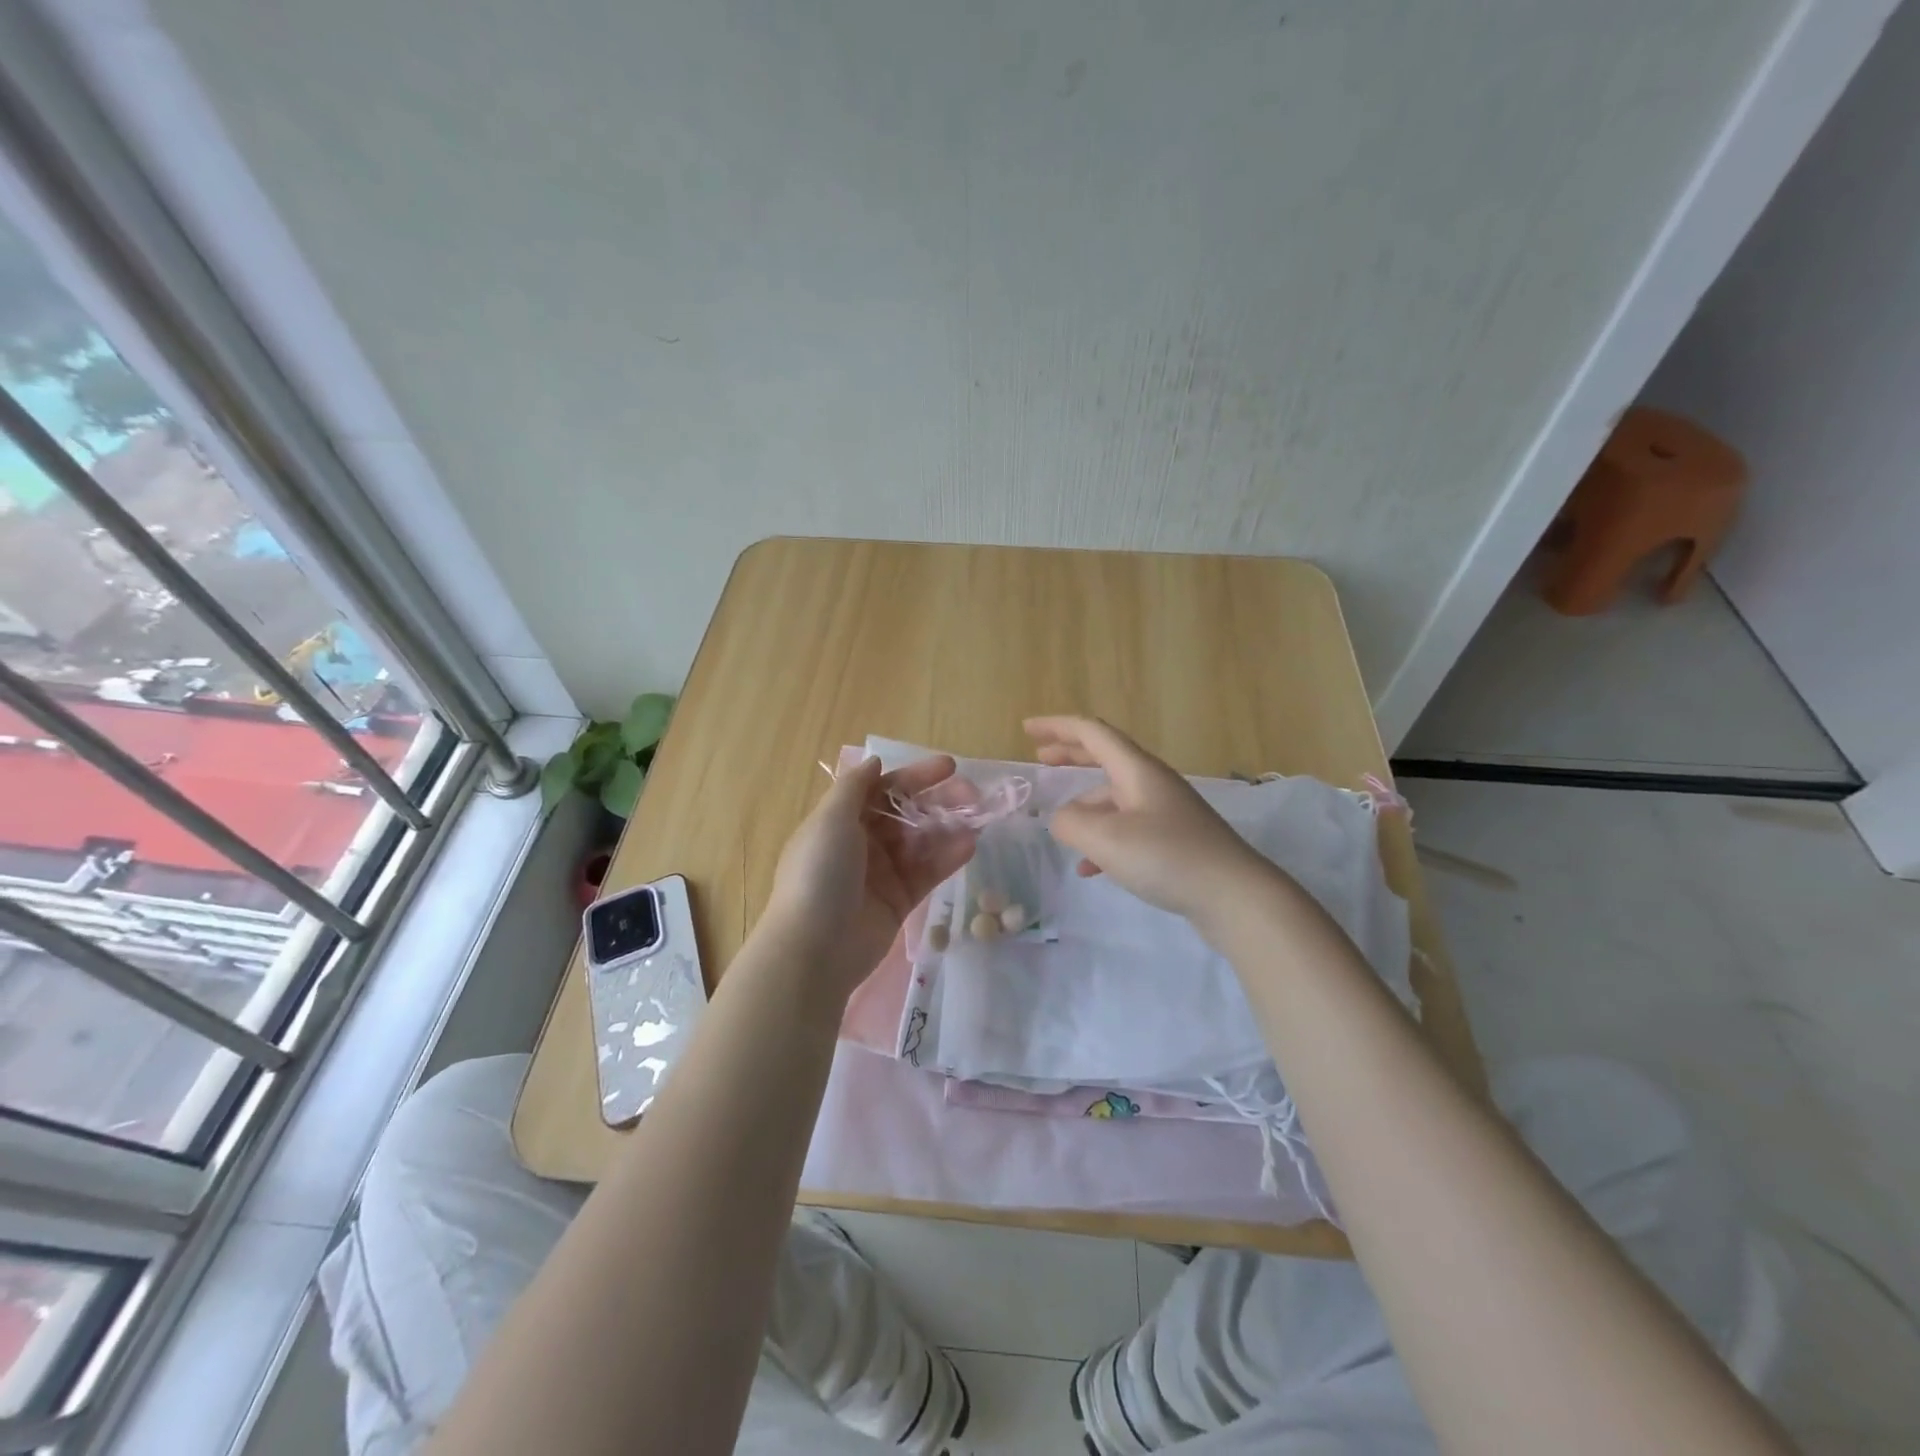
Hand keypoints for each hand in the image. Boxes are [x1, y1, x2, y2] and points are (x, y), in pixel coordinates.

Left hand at [761, 755, 977, 996]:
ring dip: (949, 827)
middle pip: (907, 813)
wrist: (815, 948)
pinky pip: (927, 872)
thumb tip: (874, 762)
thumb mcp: (830, 819)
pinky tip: (970, 845)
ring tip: (979, 818)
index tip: (950, 767)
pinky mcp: (899, 901)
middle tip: (973, 795)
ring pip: (921, 842)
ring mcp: (882, 873)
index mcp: (841, 820)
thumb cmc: (819, 874)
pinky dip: (948, 857)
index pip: (883, 789)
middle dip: (939, 801)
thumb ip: (855, 787)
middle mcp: (862, 843)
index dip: (915, 776)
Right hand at [1025, 715, 1270, 923]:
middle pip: (1105, 757)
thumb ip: (1071, 823)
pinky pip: (1127, 828)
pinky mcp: (1174, 840)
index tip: (1027, 728)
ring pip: (1114, 797)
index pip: (1092, 733)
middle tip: (1041, 758)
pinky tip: (1091, 869)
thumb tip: (1061, 819)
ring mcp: (1166, 812)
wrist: (1236, 897)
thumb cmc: (1167, 857)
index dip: (1057, 727)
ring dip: (1085, 806)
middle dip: (1071, 754)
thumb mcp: (1105, 839)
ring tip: (1062, 830)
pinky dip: (1103, 840)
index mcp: (1137, 770)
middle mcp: (1152, 783)